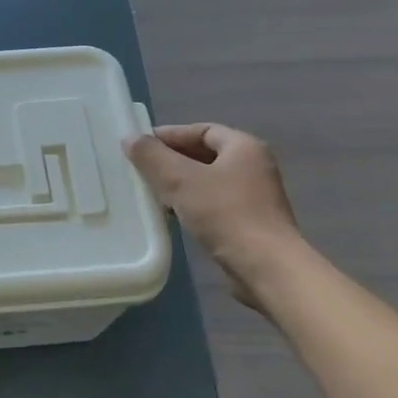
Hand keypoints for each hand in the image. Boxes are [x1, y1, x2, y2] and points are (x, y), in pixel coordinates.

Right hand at [124, 123, 302, 309]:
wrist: (266, 267)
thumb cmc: (225, 214)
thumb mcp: (180, 179)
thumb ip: (153, 156)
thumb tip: (130, 138)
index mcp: (244, 147)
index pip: (202, 130)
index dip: (170, 135)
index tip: (141, 146)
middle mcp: (254, 166)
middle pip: (205, 155)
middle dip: (172, 160)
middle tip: (141, 169)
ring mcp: (255, 196)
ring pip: (208, 181)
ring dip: (180, 184)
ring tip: (151, 193)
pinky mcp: (250, 223)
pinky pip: (214, 203)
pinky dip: (191, 204)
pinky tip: (172, 215)